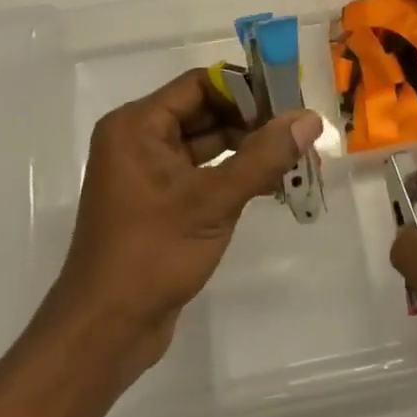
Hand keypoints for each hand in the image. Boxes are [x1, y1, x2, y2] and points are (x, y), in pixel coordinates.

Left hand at [41, 67, 321, 381]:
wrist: (106, 331)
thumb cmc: (152, 254)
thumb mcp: (213, 201)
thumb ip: (264, 157)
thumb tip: (311, 119)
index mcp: (137, 125)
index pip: (199, 85)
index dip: (246, 88)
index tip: (289, 99)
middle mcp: (138, 139)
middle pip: (205, 111)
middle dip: (253, 120)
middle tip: (300, 129)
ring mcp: (148, 172)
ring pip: (208, 142)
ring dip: (249, 148)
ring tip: (296, 156)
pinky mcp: (160, 201)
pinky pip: (203, 171)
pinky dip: (235, 173)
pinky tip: (272, 183)